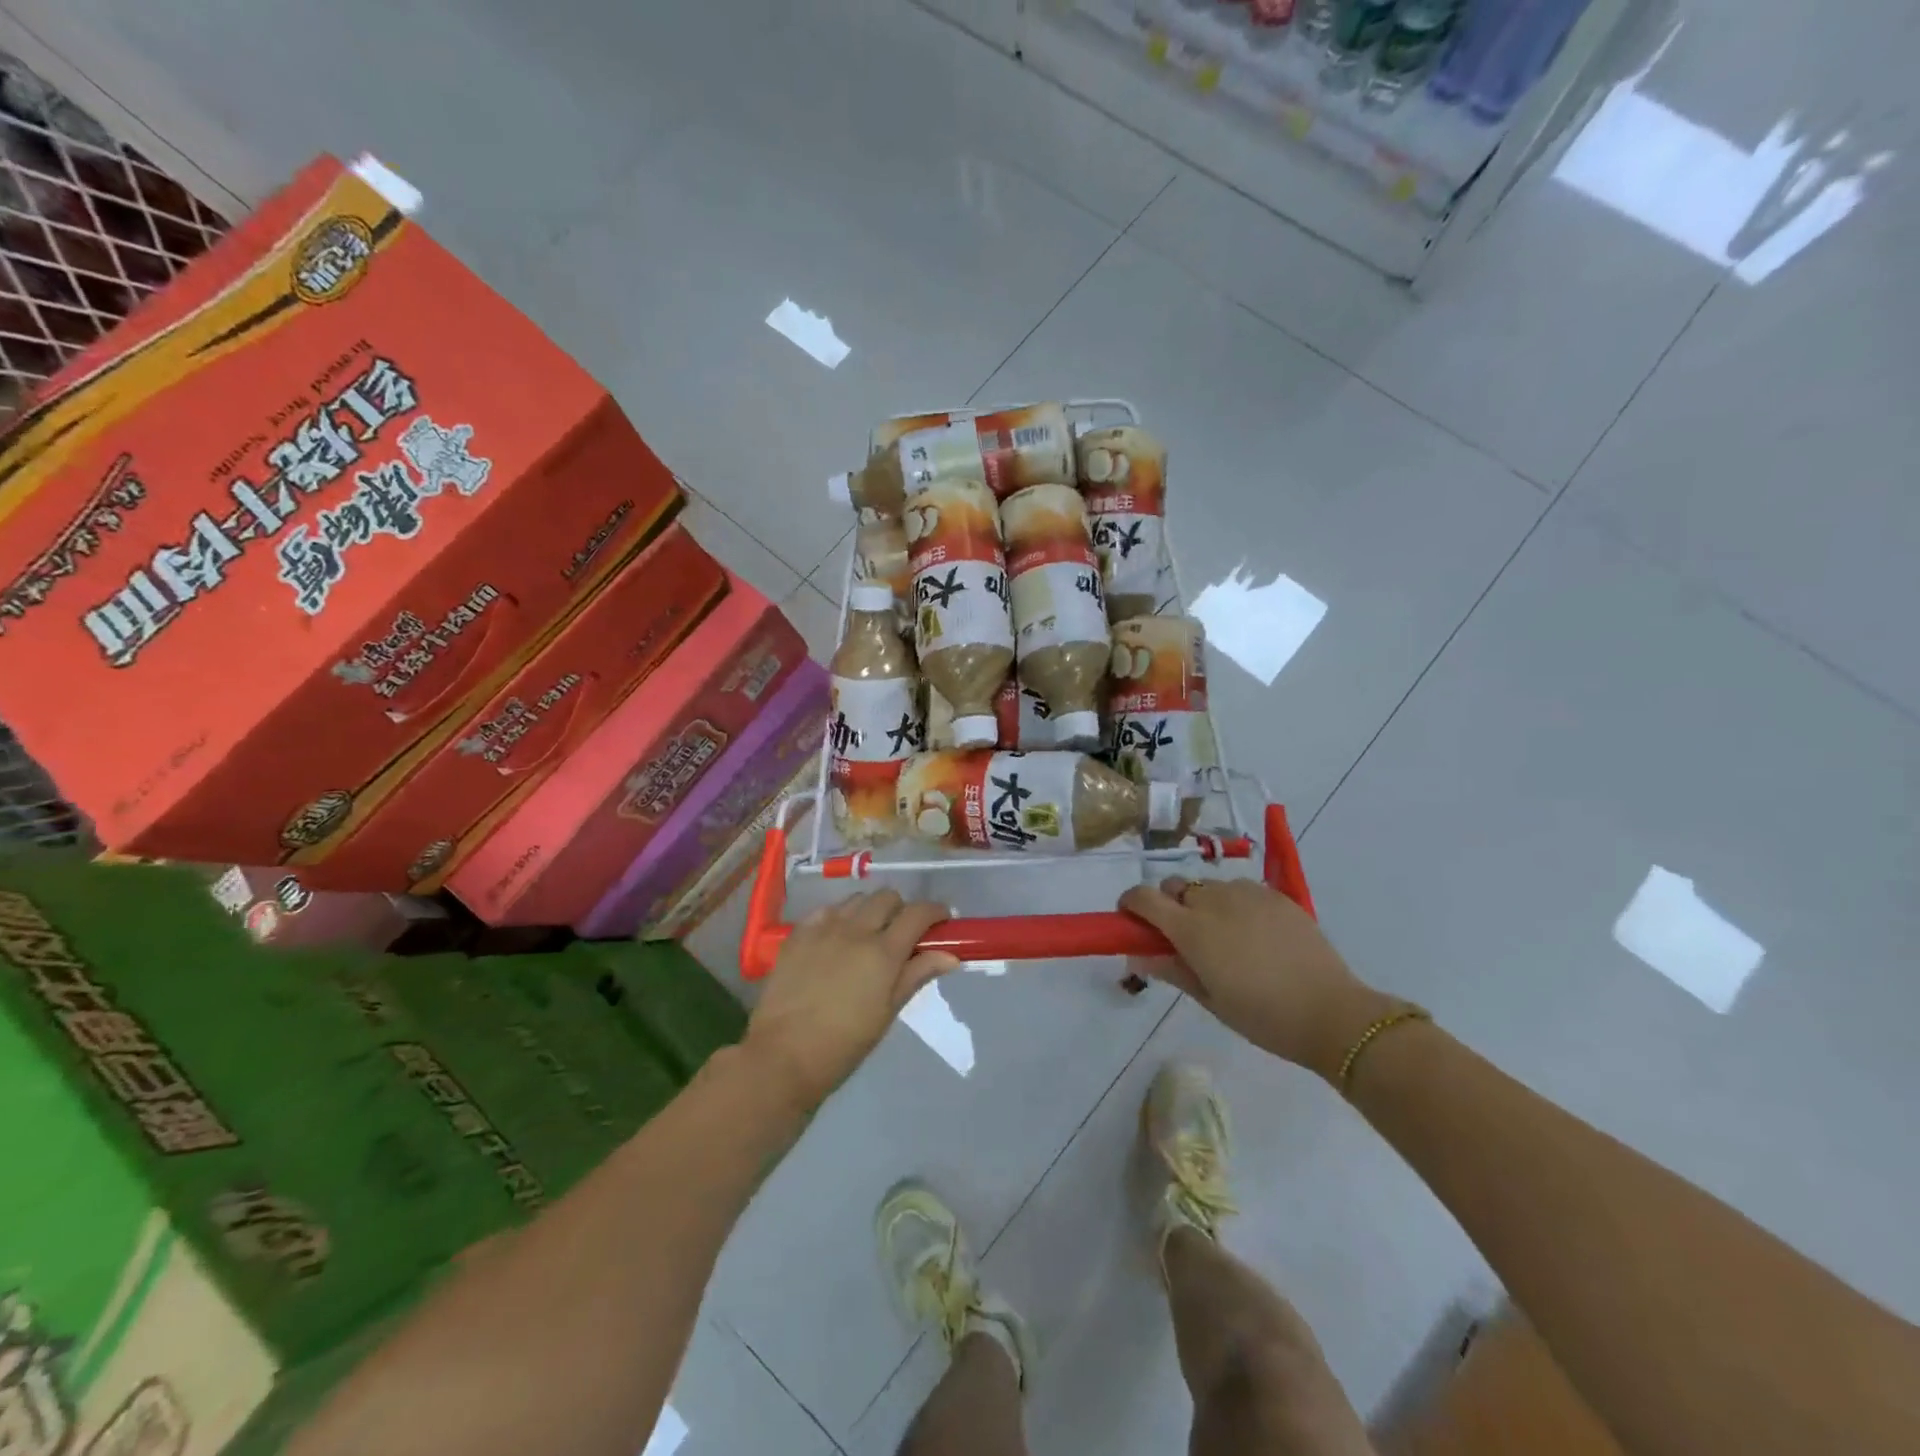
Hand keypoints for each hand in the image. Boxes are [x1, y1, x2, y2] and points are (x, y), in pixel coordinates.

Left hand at [742, 890, 956, 1111]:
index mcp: (884, 952)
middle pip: (887, 897)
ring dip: (870, 910)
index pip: (918, 913)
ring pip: (857, 899)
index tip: (942, 921)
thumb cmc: (845, 1043)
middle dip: (901, 909)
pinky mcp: (798, 933)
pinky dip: (839, 917)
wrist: (784, 1055)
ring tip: (867, 935)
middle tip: (902, 934)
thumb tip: (951, 956)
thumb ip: (917, 975)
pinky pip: (826, 910)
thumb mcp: (888, 1011)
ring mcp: (824, 928)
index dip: (935, 911)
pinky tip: (836, 938)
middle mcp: (856, 929)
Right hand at [1119, 877, 1393, 1080]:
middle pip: (1176, 886)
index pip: (1144, 898)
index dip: (1131, 904)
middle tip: (1184, 936)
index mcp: (1191, 929)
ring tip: (1224, 936)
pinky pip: (1241, 889)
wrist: (1332, 1013)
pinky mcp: (1275, 895)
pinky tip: (1253, 933)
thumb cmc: (1263, 1016)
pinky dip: (1234, 903)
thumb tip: (1136, 956)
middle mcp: (1214, 901)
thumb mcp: (1210, 999)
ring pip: (1209, 886)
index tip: (1132, 920)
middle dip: (1169, 904)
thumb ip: (1170, 969)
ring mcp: (1247, 893)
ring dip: (1203, 903)